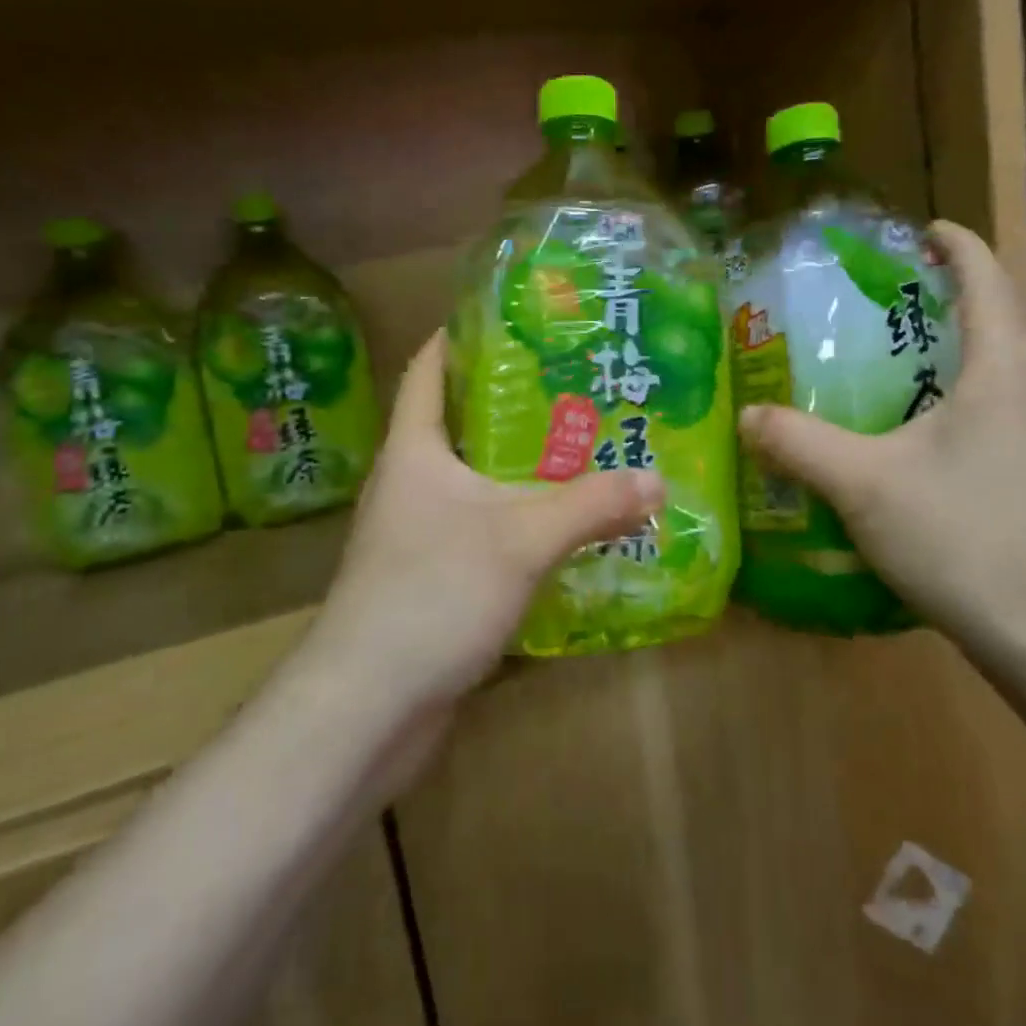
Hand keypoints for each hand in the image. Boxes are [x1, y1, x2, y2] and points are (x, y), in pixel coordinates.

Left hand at [304, 331, 663, 716]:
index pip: (428, 368)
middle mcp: (410, 482)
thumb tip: (659, 481)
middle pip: (460, 422)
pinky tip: (563, 525)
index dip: (459, 335)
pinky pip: (481, 528)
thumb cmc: (433, 593)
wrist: (366, 708)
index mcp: (414, 449)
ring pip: (474, 480)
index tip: (512, 316)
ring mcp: (417, 533)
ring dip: (520, 466)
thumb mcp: (523, 538)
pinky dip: (518, 518)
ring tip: (581, 446)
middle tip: (576, 383)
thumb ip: (592, 504)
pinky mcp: (431, 578)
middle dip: (513, 402)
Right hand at [738, 220, 1025, 653]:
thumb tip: (746, 417)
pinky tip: (915, 433)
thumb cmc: (960, 536)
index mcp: (999, 370)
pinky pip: (996, 411)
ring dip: (953, 350)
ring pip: (996, 370)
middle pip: (994, 320)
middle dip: (947, 297)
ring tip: (894, 359)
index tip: (921, 230)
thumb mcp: (862, 484)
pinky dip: (957, 396)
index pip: (983, 280)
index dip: (954, 245)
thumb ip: (798, 444)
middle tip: (886, 298)